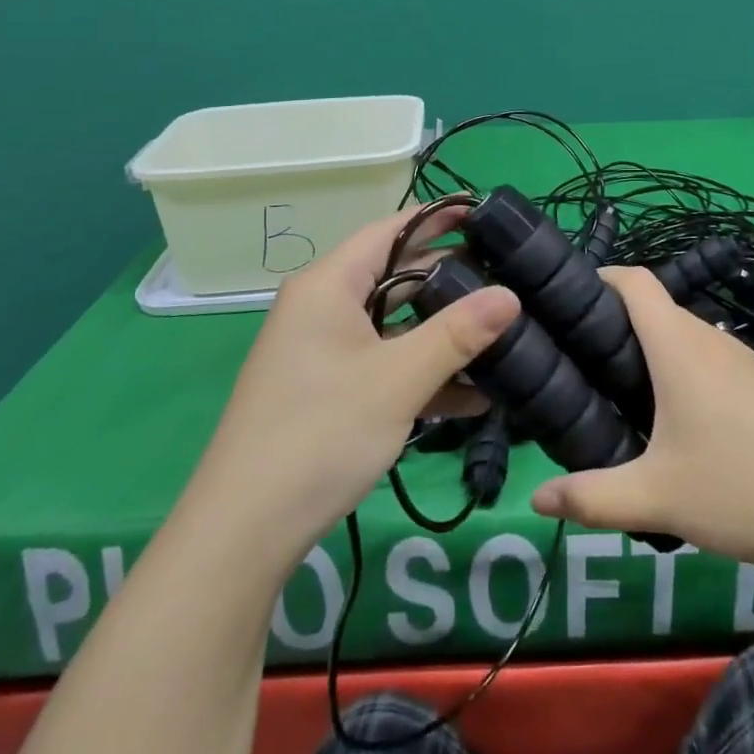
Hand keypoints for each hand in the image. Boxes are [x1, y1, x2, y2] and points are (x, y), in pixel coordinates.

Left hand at [205, 205, 518, 569]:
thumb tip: (511, 295)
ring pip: (393, 326)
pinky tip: (471, 395)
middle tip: (505, 278)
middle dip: (450, 279)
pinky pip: (382, 364)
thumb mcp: (399, 380)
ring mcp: (322, 352)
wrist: (242, 534)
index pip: (391, 230)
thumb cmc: (320, 434)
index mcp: (328, 285)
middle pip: (395, 276)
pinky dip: (420, 372)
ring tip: (500, 334)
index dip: (438, 220)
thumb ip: (457, 334)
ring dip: (440, 334)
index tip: (487, 218)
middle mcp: (322, 308)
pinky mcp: (326, 390)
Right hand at [529, 266, 753, 580]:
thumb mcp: (657, 498)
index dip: (600, 277)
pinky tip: (682, 424)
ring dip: (653, 354)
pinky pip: (712, 362)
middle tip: (582, 367)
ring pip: (685, 339)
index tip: (567, 301)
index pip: (635, 281)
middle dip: (617, 327)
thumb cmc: (741, 489)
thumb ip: (592, 497)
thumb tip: (537, 499)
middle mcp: (711, 340)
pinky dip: (685, 373)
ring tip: (623, 397)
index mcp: (679, 347)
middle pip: (656, 311)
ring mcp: (745, 361)